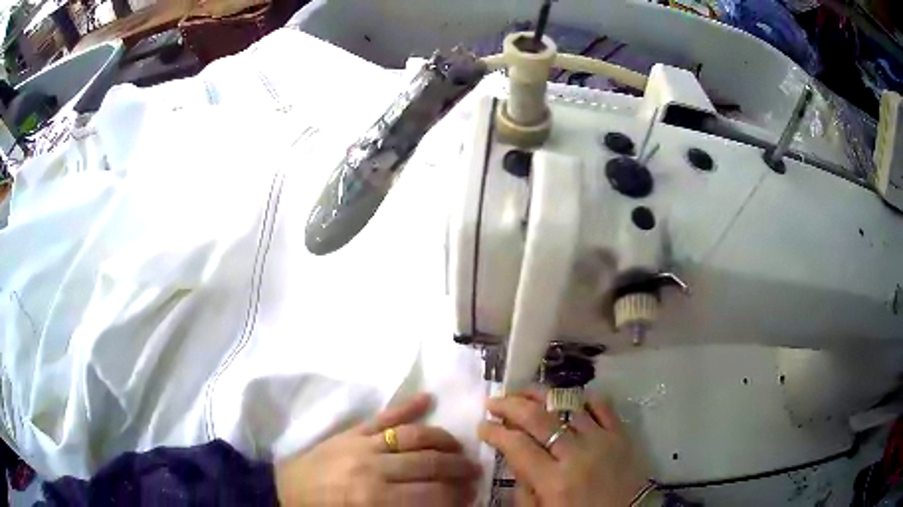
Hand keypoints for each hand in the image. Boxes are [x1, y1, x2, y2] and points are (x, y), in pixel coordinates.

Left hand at [276, 393, 480, 505]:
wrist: (285, 490)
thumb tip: (438, 505)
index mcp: (375, 498)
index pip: (431, 496)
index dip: (456, 497)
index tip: (471, 497)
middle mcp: (373, 467)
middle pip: (429, 464)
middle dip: (458, 469)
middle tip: (474, 472)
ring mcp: (361, 443)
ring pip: (412, 436)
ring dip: (442, 440)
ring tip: (459, 446)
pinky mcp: (351, 431)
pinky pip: (382, 416)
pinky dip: (406, 406)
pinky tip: (427, 398)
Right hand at [479, 390, 647, 506]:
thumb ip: (524, 488)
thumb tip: (513, 457)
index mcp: (554, 481)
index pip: (517, 446)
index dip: (495, 432)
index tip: (482, 427)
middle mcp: (577, 454)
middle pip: (538, 418)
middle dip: (510, 405)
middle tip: (493, 401)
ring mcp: (603, 440)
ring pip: (568, 405)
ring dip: (541, 395)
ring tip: (523, 393)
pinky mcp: (621, 434)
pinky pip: (602, 405)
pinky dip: (583, 397)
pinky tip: (568, 398)